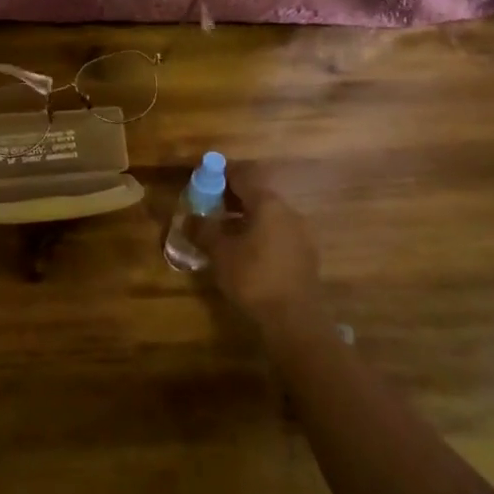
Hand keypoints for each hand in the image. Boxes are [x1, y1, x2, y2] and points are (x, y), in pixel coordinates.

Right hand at [196, 165, 324, 326]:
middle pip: (256, 194)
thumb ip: (203, 230)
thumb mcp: (220, 252)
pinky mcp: (305, 254)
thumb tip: (188, 218)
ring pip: (268, 215)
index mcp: (268, 203)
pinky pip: (277, 233)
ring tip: (224, 230)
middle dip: (231, 197)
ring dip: (245, 217)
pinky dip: (259, 233)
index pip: (242, 175)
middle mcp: (288, 211)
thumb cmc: (254, 278)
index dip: (220, 174)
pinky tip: (245, 250)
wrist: (295, 319)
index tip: (203, 179)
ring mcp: (301, 233)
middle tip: (209, 206)